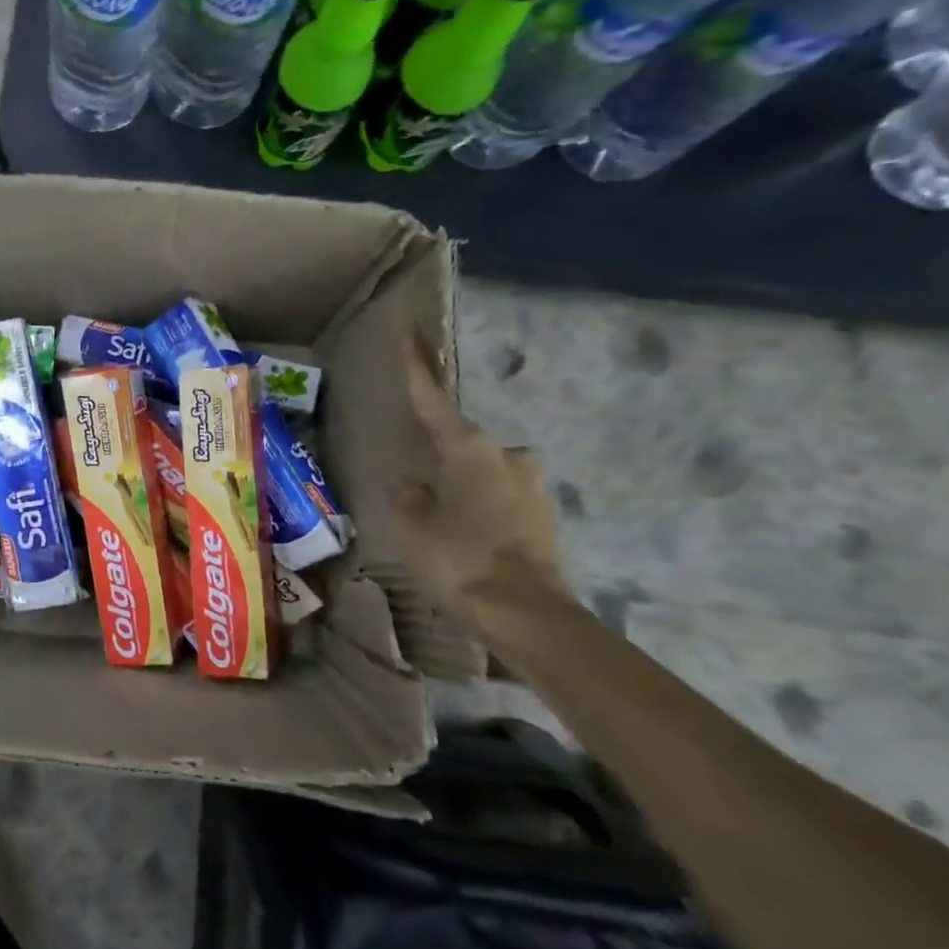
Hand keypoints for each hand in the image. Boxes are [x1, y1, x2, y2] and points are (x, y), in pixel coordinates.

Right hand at [389, 337, 567, 615]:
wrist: (527, 616)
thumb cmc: (459, 559)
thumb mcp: (410, 525)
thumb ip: (406, 495)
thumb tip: (412, 484)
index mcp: (470, 448)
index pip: (433, 399)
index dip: (417, 367)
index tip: (410, 332)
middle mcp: (507, 456)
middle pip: (462, 440)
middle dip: (439, 451)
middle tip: (414, 469)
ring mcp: (531, 486)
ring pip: (481, 472)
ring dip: (459, 482)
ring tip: (435, 510)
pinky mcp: (542, 517)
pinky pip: (496, 497)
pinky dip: (476, 506)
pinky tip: (461, 532)